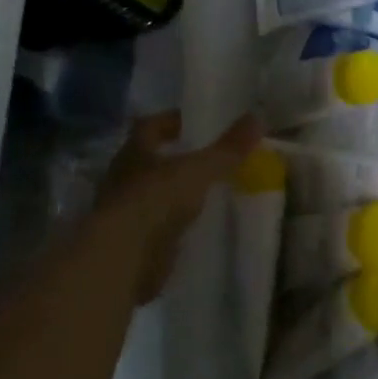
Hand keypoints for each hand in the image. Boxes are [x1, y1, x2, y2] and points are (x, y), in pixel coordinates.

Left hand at [94, 111, 260, 303]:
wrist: (120, 261)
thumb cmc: (156, 200)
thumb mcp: (200, 169)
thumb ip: (228, 148)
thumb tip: (258, 117)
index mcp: (134, 153)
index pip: (150, 127)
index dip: (171, 122)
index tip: (193, 124)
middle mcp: (121, 180)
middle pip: (147, 163)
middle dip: (171, 161)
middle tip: (203, 160)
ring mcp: (120, 216)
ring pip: (148, 197)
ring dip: (169, 196)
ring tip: (202, 196)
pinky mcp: (127, 247)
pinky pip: (151, 231)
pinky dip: (168, 230)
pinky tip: (190, 231)